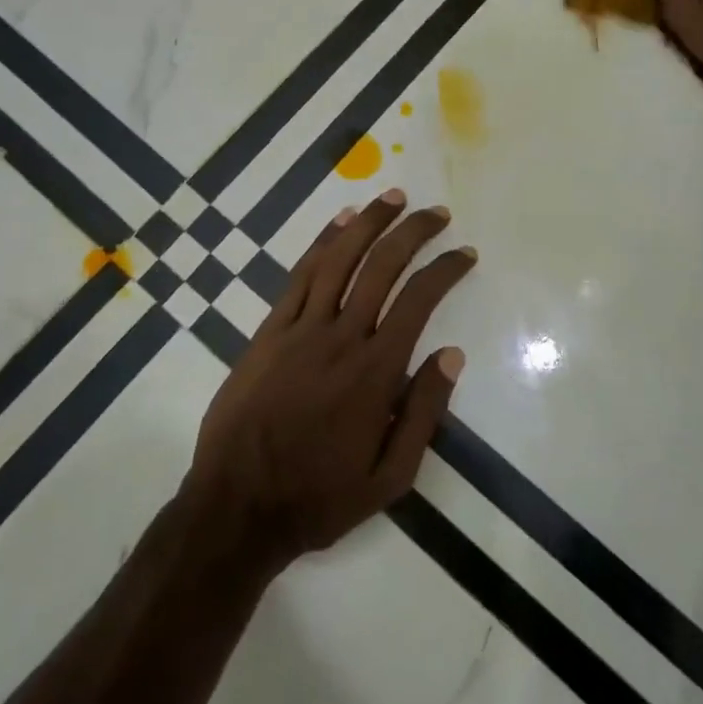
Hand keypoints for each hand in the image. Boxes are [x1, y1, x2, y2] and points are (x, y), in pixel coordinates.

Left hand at [186, 189, 475, 570]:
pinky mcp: (269, 330)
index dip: (446, 269)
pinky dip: (322, 242)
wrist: (237, 506)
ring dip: (369, 223)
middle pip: (383, 267)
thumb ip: (424, 413)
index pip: (420, 300)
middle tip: (436, 212)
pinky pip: (300, 275)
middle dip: (413, 232)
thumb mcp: (391, 477)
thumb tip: (451, 354)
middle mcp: (341, 337)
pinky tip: (340, 223)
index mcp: (376, 371)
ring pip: (339, 259)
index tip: (465, 253)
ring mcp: (300, 329)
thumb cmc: (320, 496)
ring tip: (393, 198)